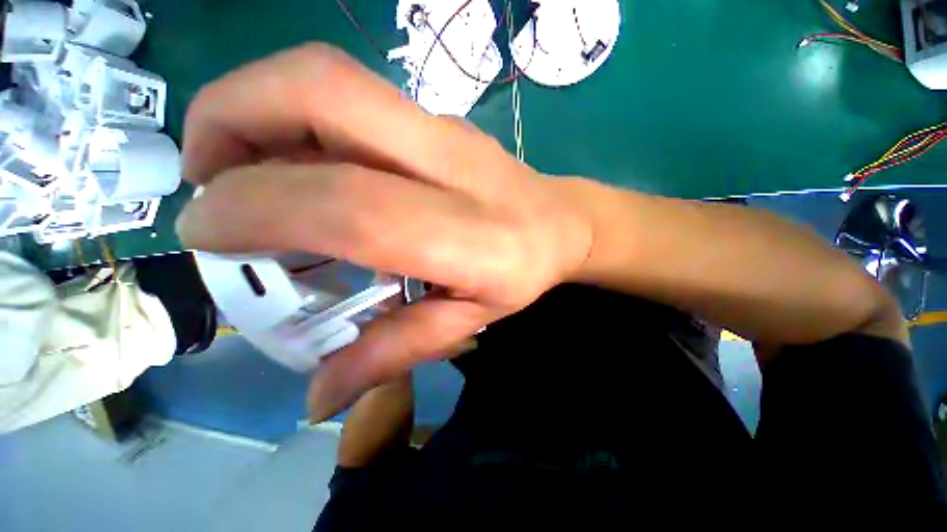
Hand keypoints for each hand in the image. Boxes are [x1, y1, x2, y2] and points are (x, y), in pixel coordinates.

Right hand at [176, 44, 593, 420]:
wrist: (560, 222)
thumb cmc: (522, 272)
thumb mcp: (468, 320)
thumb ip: (394, 352)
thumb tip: (318, 396)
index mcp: (467, 235)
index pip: (348, 206)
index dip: (254, 209)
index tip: (204, 235)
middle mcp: (449, 164)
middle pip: (321, 93)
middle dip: (230, 117)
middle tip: (204, 180)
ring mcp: (444, 128)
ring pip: (326, 79)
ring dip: (251, 110)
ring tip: (232, 170)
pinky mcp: (438, 117)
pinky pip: (345, 94)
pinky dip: (287, 115)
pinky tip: (287, 160)